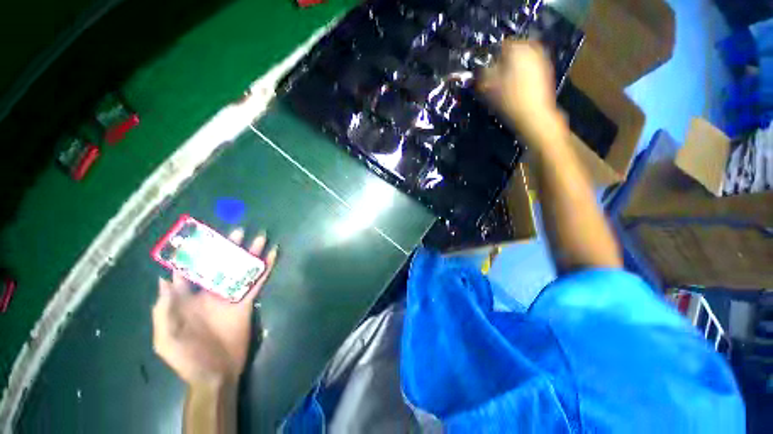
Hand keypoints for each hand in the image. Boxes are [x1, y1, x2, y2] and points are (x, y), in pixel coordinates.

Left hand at [152, 228, 277, 385]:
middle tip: (238, 231)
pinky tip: (272, 255)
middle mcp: (210, 293)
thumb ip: (164, 310)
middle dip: (228, 248)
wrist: (215, 373)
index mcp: (188, 299)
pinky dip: (265, 268)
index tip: (200, 236)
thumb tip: (164, 278)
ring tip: (259, 238)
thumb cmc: (187, 357)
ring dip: (250, 255)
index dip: (194, 254)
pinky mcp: (247, 302)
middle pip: (220, 266)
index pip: (190, 272)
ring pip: (241, 270)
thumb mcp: (166, 338)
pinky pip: (257, 282)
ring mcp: (231, 296)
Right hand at [479, 40, 559, 139]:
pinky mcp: (546, 71)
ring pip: (521, 60)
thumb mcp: (488, 86)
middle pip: (512, 51)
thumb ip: (482, 72)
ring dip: (512, 68)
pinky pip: (529, 67)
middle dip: (502, 62)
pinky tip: (516, 87)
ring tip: (504, 84)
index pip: (499, 45)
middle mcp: (532, 48)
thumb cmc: (509, 100)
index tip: (485, 70)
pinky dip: (521, 74)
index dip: (490, 57)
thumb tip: (480, 67)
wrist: (534, 116)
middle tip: (494, 77)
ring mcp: (542, 59)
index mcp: (517, 48)